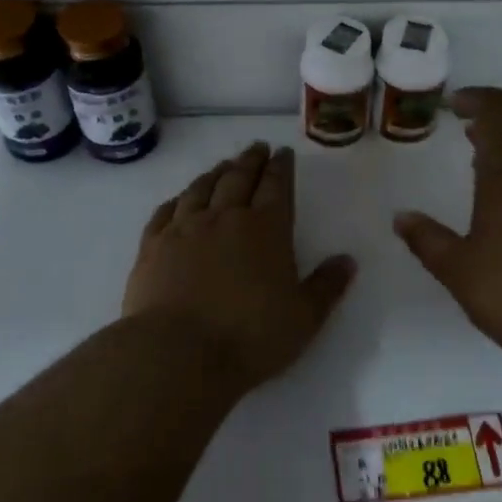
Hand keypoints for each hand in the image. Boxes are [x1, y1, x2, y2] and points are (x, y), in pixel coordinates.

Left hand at [124, 142, 356, 392]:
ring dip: (215, 173)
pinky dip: (178, 199)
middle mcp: (224, 218)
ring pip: (201, 188)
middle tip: (257, 147)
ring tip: (224, 165)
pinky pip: (166, 211)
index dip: (281, 168)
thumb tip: (348, 260)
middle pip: (238, 178)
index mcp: (266, 229)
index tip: (283, 153)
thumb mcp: (304, 318)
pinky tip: (180, 199)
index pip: (276, 187)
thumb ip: (327, 286)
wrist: (177, 353)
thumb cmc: (249, 337)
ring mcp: (184, 229)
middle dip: (251, 160)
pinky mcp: (152, 246)